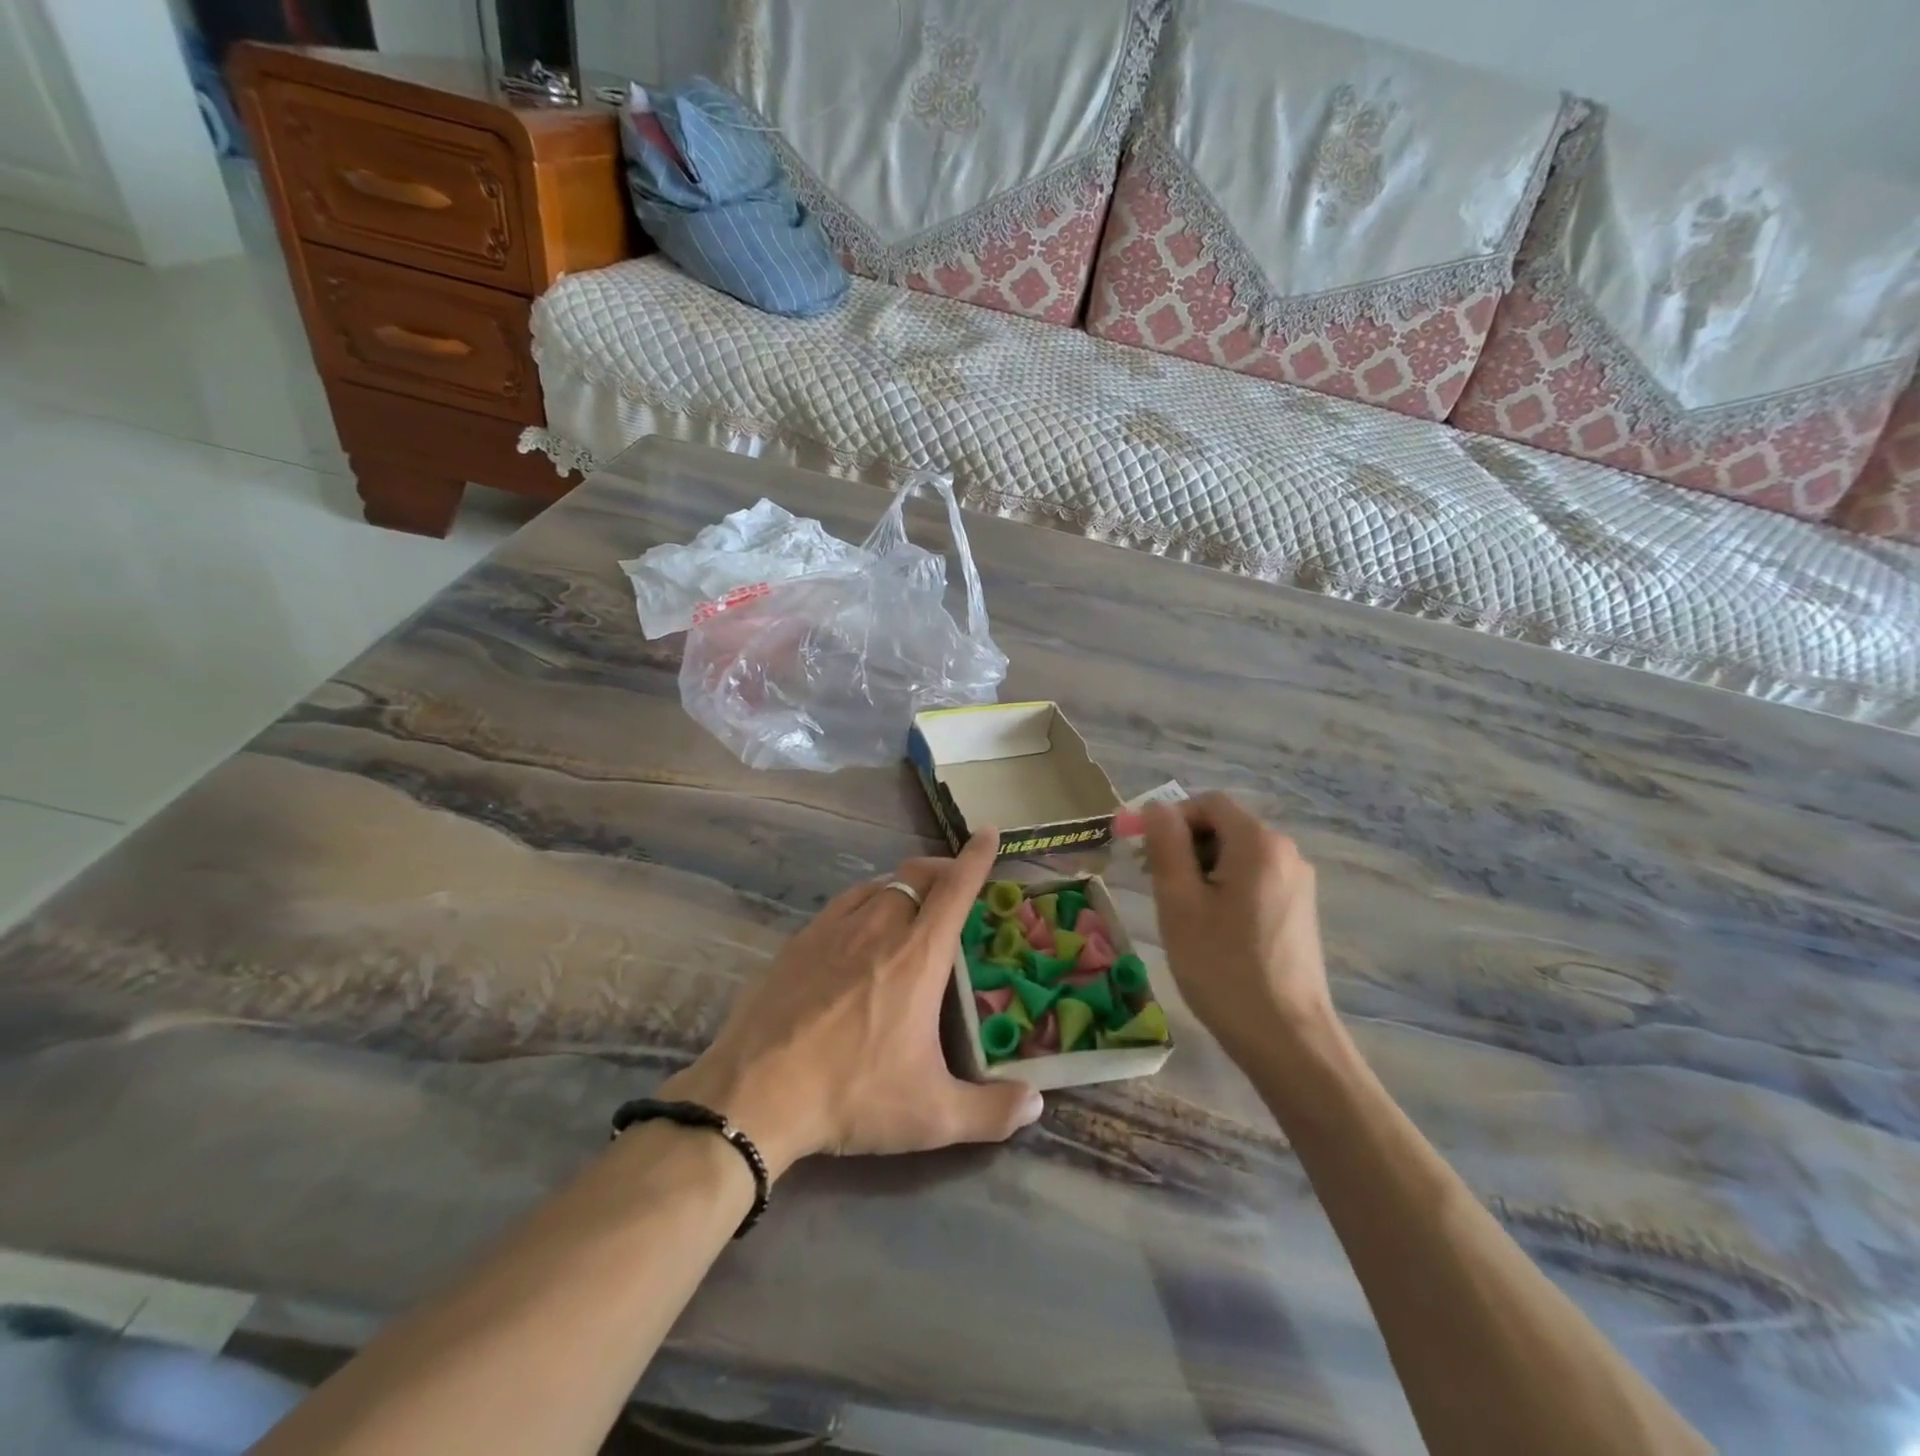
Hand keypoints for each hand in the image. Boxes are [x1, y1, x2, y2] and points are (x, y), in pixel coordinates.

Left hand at [662, 830, 1042, 1176]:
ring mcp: (835, 928)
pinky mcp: (801, 940)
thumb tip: (1037, 1104)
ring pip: (880, 883)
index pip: (956, 890)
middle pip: (917, 875)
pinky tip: (863, 923)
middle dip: (942, 869)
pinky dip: (868, 898)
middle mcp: (880, 927)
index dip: (976, 858)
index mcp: (919, 955)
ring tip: (914, 903)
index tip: (989, 833)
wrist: (756, 1092)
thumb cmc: (853, 1094)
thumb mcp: (931, 1115)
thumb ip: (992, 1112)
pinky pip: (845, 902)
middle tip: (955, 884)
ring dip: (905, 884)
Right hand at [1141, 794, 1334, 1061]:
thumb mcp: (1180, 903)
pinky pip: (1253, 878)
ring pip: (1237, 854)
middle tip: (1154, 884)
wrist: (1286, 1038)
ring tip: (1179, 910)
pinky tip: (1210, 926)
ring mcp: (1297, 882)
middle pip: (1224, 826)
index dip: (1170, 819)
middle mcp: (1285, 853)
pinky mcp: (1299, 909)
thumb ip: (1167, 846)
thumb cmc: (1223, 967)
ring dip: (1201, 868)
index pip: (1208, 803)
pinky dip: (1224, 887)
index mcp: (1258, 843)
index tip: (1141, 852)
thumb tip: (1156, 806)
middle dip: (1183, 845)